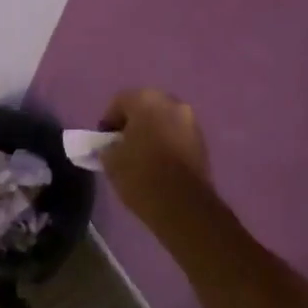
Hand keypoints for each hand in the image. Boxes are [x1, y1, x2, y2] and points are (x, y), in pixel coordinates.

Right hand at [99, 88, 212, 223]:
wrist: (183, 206)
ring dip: (152, 132)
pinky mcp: (202, 141)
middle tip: (122, 145)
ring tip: (141, 156)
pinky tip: (159, 163)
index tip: (104, 141)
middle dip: (133, 123)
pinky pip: (177, 134)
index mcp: (146, 101)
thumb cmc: (141, 176)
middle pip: (145, 106)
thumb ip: (107, 146)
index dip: (109, 120)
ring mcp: (190, 121)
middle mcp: (172, 103)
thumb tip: (111, 146)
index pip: (120, 101)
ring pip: (164, 120)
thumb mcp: (110, 161)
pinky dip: (167, 142)